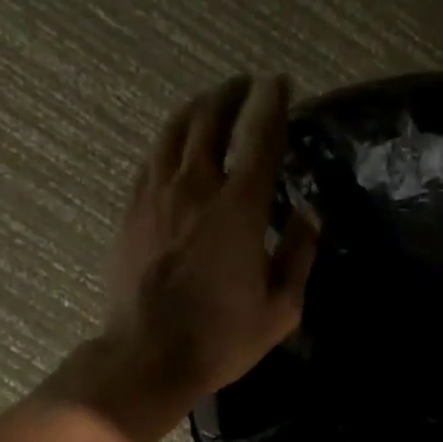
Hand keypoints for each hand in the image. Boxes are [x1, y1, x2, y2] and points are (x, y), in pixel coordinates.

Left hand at [99, 74, 318, 405]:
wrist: (147, 357)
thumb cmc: (220, 338)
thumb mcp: (281, 308)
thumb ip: (299, 255)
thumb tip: (310, 215)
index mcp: (238, 209)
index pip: (259, 137)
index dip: (273, 104)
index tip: (282, 84)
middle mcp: (195, 188)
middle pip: (210, 119)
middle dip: (231, 94)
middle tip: (247, 86)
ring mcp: (156, 195)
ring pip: (174, 131)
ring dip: (198, 109)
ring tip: (212, 102)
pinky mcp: (132, 209)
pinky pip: (152, 157)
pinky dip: (171, 140)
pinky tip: (178, 144)